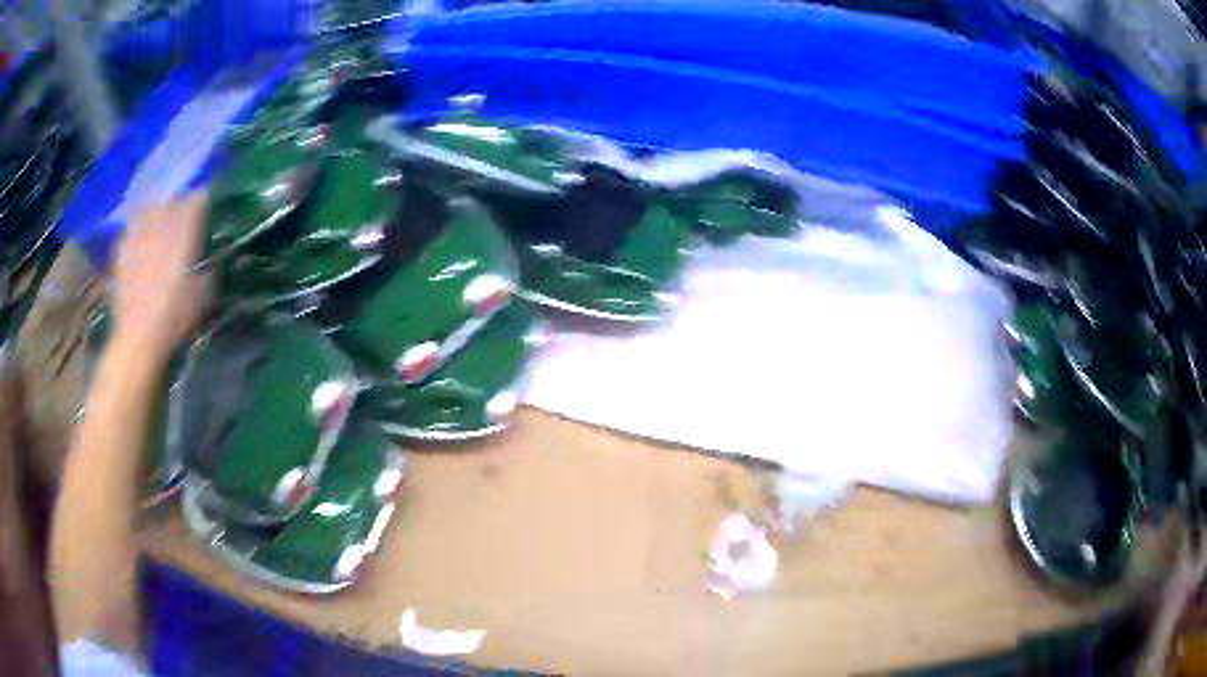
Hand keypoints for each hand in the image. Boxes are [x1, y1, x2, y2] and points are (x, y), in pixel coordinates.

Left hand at [111, 193, 211, 356]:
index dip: (204, 201)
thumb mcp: (204, 292)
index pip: (197, 198)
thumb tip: (212, 253)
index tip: (208, 209)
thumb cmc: (175, 317)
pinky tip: (140, 244)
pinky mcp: (121, 250)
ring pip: (150, 209)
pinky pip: (131, 229)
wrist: (138, 339)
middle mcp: (160, 223)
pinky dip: (137, 232)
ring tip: (160, 224)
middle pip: (172, 198)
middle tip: (184, 217)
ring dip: (157, 213)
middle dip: (179, 204)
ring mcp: (138, 234)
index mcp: (184, 229)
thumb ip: (208, 264)